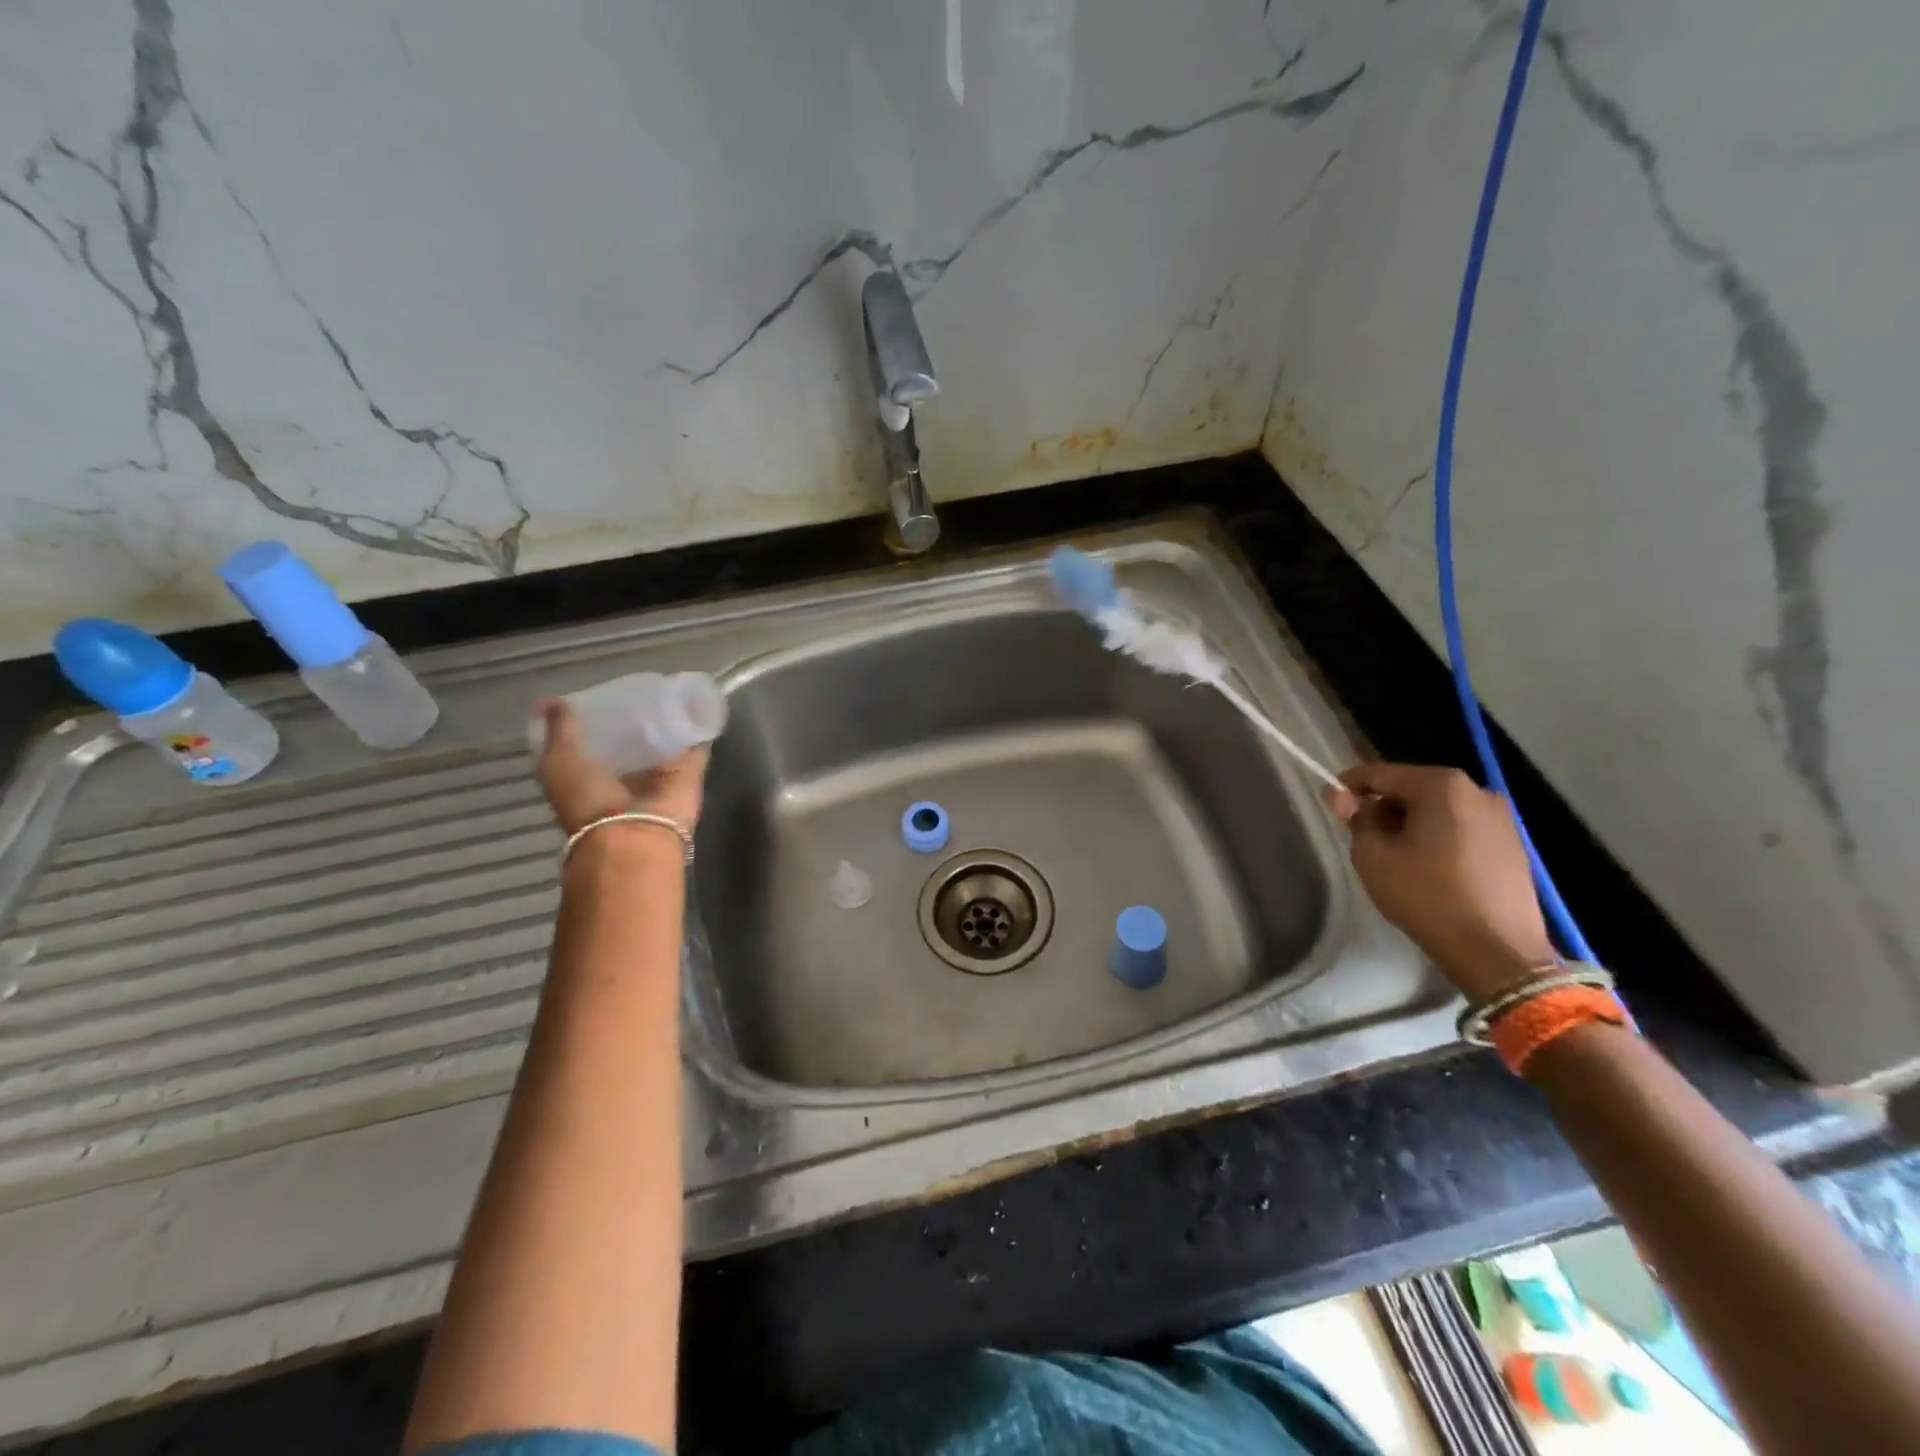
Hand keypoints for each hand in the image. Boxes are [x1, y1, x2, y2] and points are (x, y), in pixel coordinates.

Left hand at [533, 699, 707, 838]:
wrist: (634, 834)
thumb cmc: (588, 800)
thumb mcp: (560, 762)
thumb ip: (560, 732)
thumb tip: (551, 700)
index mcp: (592, 776)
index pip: (597, 743)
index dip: (599, 720)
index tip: (604, 694)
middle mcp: (626, 777)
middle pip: (634, 742)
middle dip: (638, 718)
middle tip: (642, 686)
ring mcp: (660, 775)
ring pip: (666, 741)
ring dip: (671, 720)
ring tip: (673, 687)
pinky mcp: (690, 772)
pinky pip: (697, 745)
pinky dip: (701, 727)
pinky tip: (702, 703)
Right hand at [1325, 762, 1556, 1002]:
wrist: (1497, 951)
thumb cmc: (1426, 895)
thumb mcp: (1373, 855)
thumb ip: (1356, 818)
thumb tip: (1342, 796)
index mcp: (1442, 786)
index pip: (1380, 774)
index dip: (1349, 787)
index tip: (1331, 806)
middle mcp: (1477, 791)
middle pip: (1412, 789)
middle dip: (1384, 807)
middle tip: (1362, 838)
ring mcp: (1502, 818)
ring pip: (1438, 810)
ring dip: (1412, 824)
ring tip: (1395, 856)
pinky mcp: (1513, 846)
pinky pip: (1461, 829)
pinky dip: (1438, 839)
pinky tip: (1428, 869)